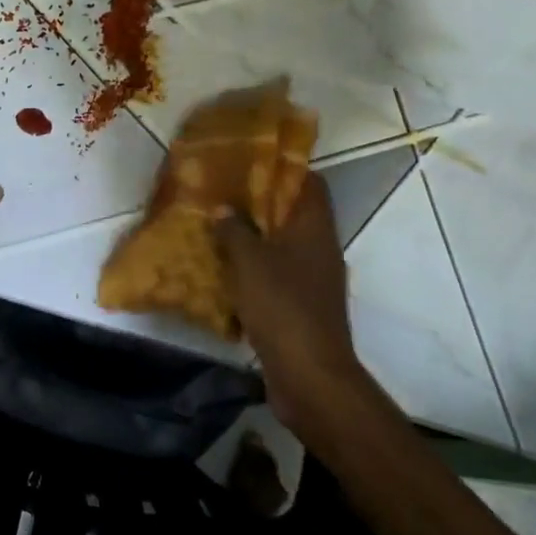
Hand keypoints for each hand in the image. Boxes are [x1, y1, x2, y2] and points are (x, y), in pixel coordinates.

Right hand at [214, 173, 364, 428]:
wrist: (309, 375)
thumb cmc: (283, 307)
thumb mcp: (250, 262)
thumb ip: (234, 230)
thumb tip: (223, 208)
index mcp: (314, 229)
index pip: (310, 183)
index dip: (284, 167)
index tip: (250, 160)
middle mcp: (319, 249)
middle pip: (293, 213)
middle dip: (259, 202)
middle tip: (222, 192)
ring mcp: (312, 280)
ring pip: (281, 246)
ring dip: (253, 237)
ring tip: (216, 226)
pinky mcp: (300, 306)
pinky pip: (275, 276)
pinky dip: (253, 269)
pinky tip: (224, 270)